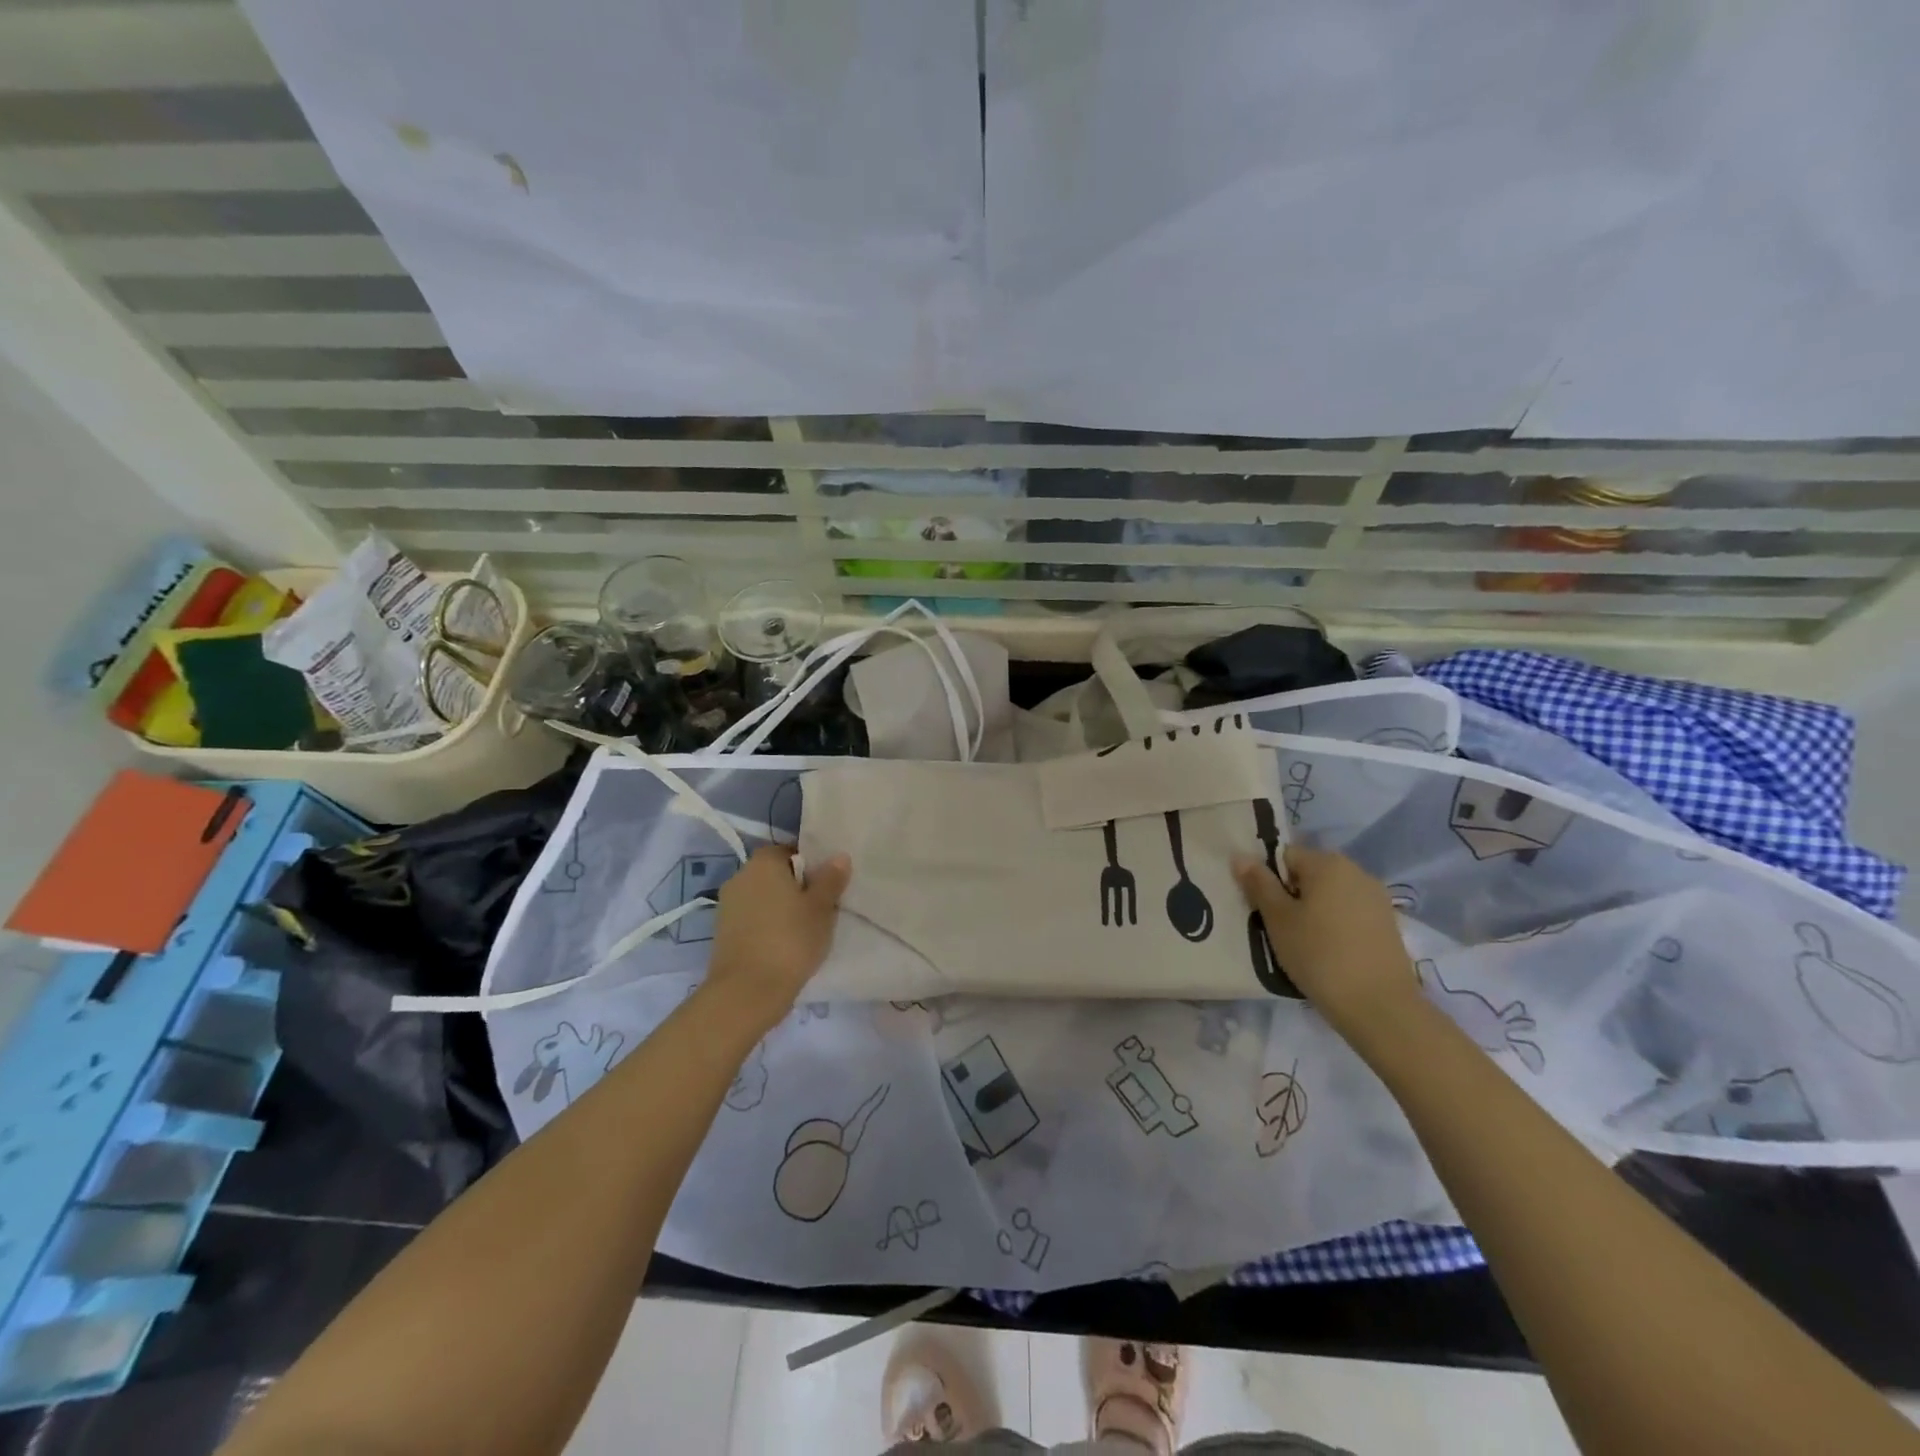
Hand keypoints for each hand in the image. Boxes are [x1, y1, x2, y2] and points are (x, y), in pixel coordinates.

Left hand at [705, 846, 850, 1031]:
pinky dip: (767, 926)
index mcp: (763, 862)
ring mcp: (727, 905)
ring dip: (781, 908)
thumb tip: (839, 856)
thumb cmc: (790, 940)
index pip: (791, 850)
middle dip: (796, 887)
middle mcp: (740, 876)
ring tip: (805, 930)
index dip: (812, 866)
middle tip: (821, 908)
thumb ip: (830, 879)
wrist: (747, 992)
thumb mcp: (822, 908)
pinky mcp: (722, 932)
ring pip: (763, 898)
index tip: (827, 886)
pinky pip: (753, 919)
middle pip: (776, 874)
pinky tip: (784, 945)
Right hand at [1234, 845, 1422, 1043]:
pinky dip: (1335, 927)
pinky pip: (1350, 914)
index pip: (1285, 856)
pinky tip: (1330, 954)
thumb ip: (1258, 884)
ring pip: (1330, 896)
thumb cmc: (1319, 955)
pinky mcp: (1388, 924)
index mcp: (1327, 863)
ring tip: (1304, 945)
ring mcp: (1377, 898)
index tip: (1266, 911)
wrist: (1379, 1006)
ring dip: (1313, 912)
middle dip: (1291, 896)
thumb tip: (1240, 856)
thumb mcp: (1277, 919)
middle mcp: (1356, 871)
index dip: (1269, 880)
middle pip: (1309, 874)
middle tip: (1280, 930)